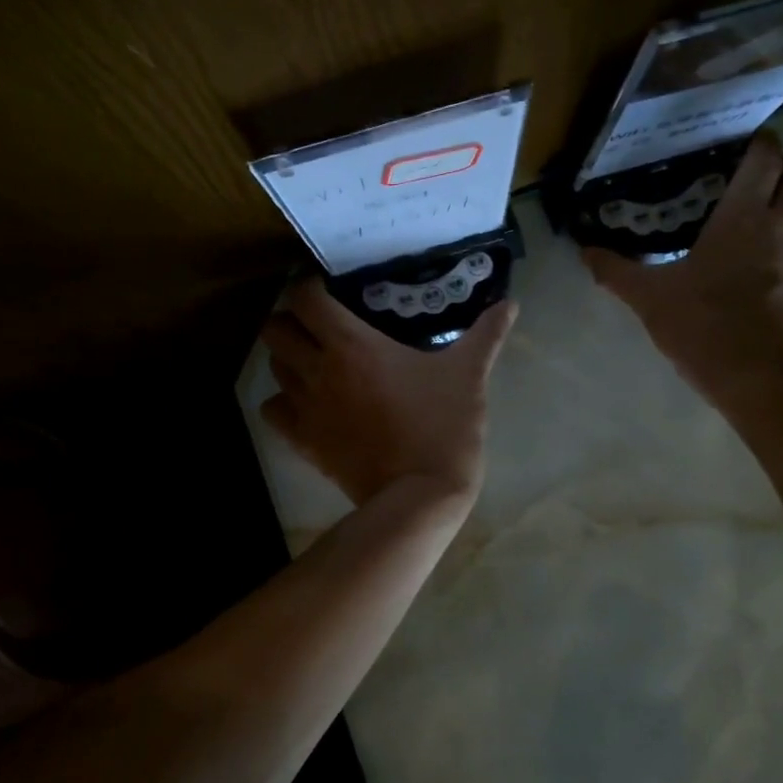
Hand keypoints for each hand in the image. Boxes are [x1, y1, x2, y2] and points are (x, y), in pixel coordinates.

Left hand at [259, 279, 516, 506]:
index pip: (305, 298)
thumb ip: (486, 335)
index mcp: (353, 345)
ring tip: (315, 359)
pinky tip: (306, 402)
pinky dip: (282, 401)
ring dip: (288, 357)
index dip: (310, 286)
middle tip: (320, 322)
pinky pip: (273, 411)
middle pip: (276, 329)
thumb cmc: (443, 427)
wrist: (420, 495)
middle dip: (292, 319)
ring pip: (272, 368)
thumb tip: (510, 304)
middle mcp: (318, 370)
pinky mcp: (303, 442)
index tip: (331, 288)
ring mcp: (306, 408)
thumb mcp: (469, 375)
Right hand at [585, 133, 782, 421]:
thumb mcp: (650, 300)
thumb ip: (617, 272)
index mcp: (744, 217)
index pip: (767, 155)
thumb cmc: (706, 328)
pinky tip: (739, 272)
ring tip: (734, 223)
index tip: (730, 144)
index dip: (757, 140)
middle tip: (743, 175)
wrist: (761, 383)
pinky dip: (772, 250)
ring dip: (777, 206)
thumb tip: (585, 251)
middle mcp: (779, 228)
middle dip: (782, 163)